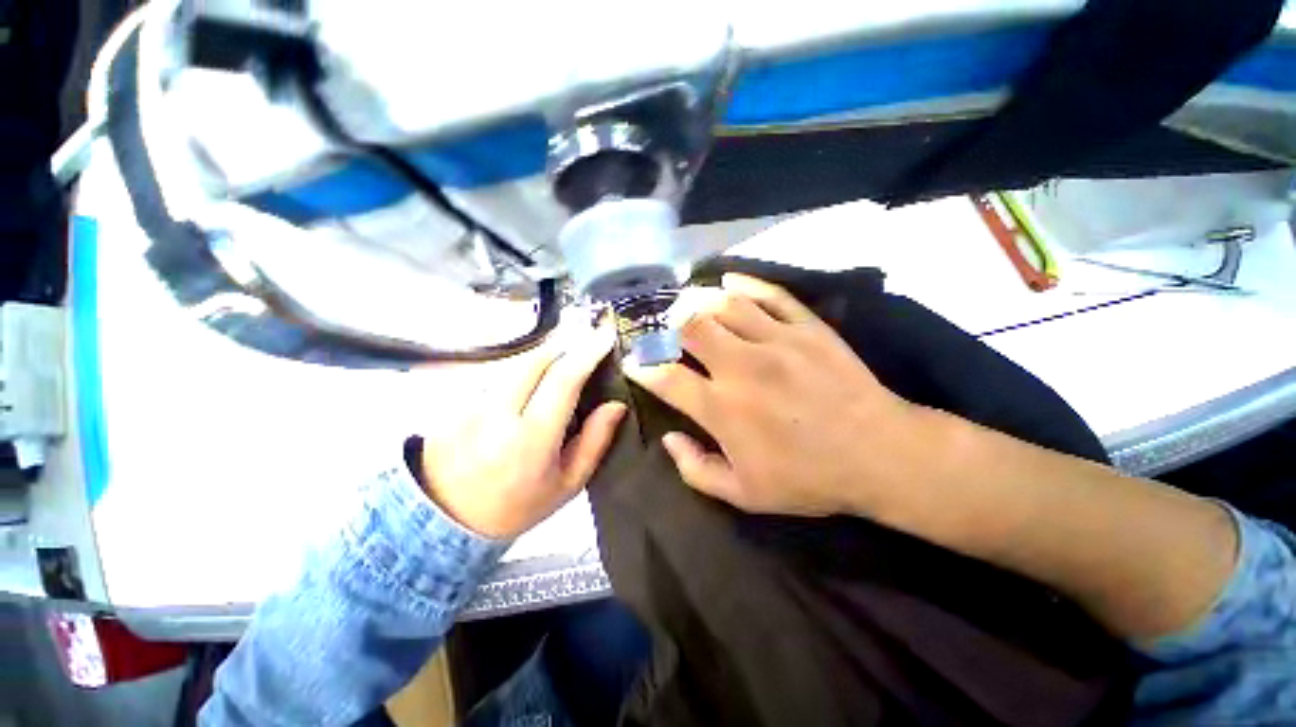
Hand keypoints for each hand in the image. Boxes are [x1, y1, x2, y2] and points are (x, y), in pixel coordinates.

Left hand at [419, 324, 625, 538]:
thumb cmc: (517, 505)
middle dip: (567, 343)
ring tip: (568, 350)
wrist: (445, 519)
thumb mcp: (568, 483)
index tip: (606, 336)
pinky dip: (525, 365)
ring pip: (516, 361)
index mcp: (531, 438)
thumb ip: (595, 441)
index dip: (588, 353)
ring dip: (546, 351)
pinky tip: (537, 371)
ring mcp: (473, 403)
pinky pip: (501, 371)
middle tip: (589, 337)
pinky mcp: (459, 399)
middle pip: (536, 359)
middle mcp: (499, 412)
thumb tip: (616, 405)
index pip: (563, 380)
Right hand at [624, 274, 942, 518]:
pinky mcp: (807, 327)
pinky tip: (728, 280)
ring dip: (698, 300)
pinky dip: (745, 283)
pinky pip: (770, 294)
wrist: (880, 454)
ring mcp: (776, 341)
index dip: (643, 368)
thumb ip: (696, 469)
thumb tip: (669, 438)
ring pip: (725, 304)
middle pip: (691, 327)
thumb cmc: (809, 478)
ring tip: (687, 303)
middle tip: (663, 329)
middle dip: (668, 325)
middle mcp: (742, 366)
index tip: (635, 363)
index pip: (667, 377)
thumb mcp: (745, 495)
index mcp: (723, 408)